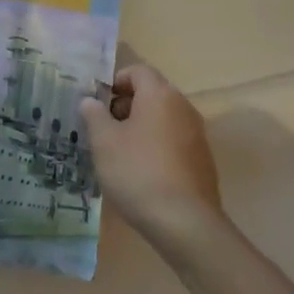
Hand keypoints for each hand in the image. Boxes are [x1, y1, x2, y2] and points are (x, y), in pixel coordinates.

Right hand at [83, 63, 222, 252]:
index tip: (98, 103)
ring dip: (140, 126)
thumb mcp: (104, 142)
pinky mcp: (202, 160)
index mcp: (160, 95)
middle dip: (125, 105)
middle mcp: (183, 107)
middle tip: (103, 128)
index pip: (137, 71)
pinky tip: (142, 172)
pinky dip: (156, 145)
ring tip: (119, 152)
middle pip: (151, 93)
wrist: (185, 222)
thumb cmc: (138, 172)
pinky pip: (174, 140)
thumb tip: (90, 101)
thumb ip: (94, 115)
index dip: (115, 81)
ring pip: (163, 118)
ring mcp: (197, 134)